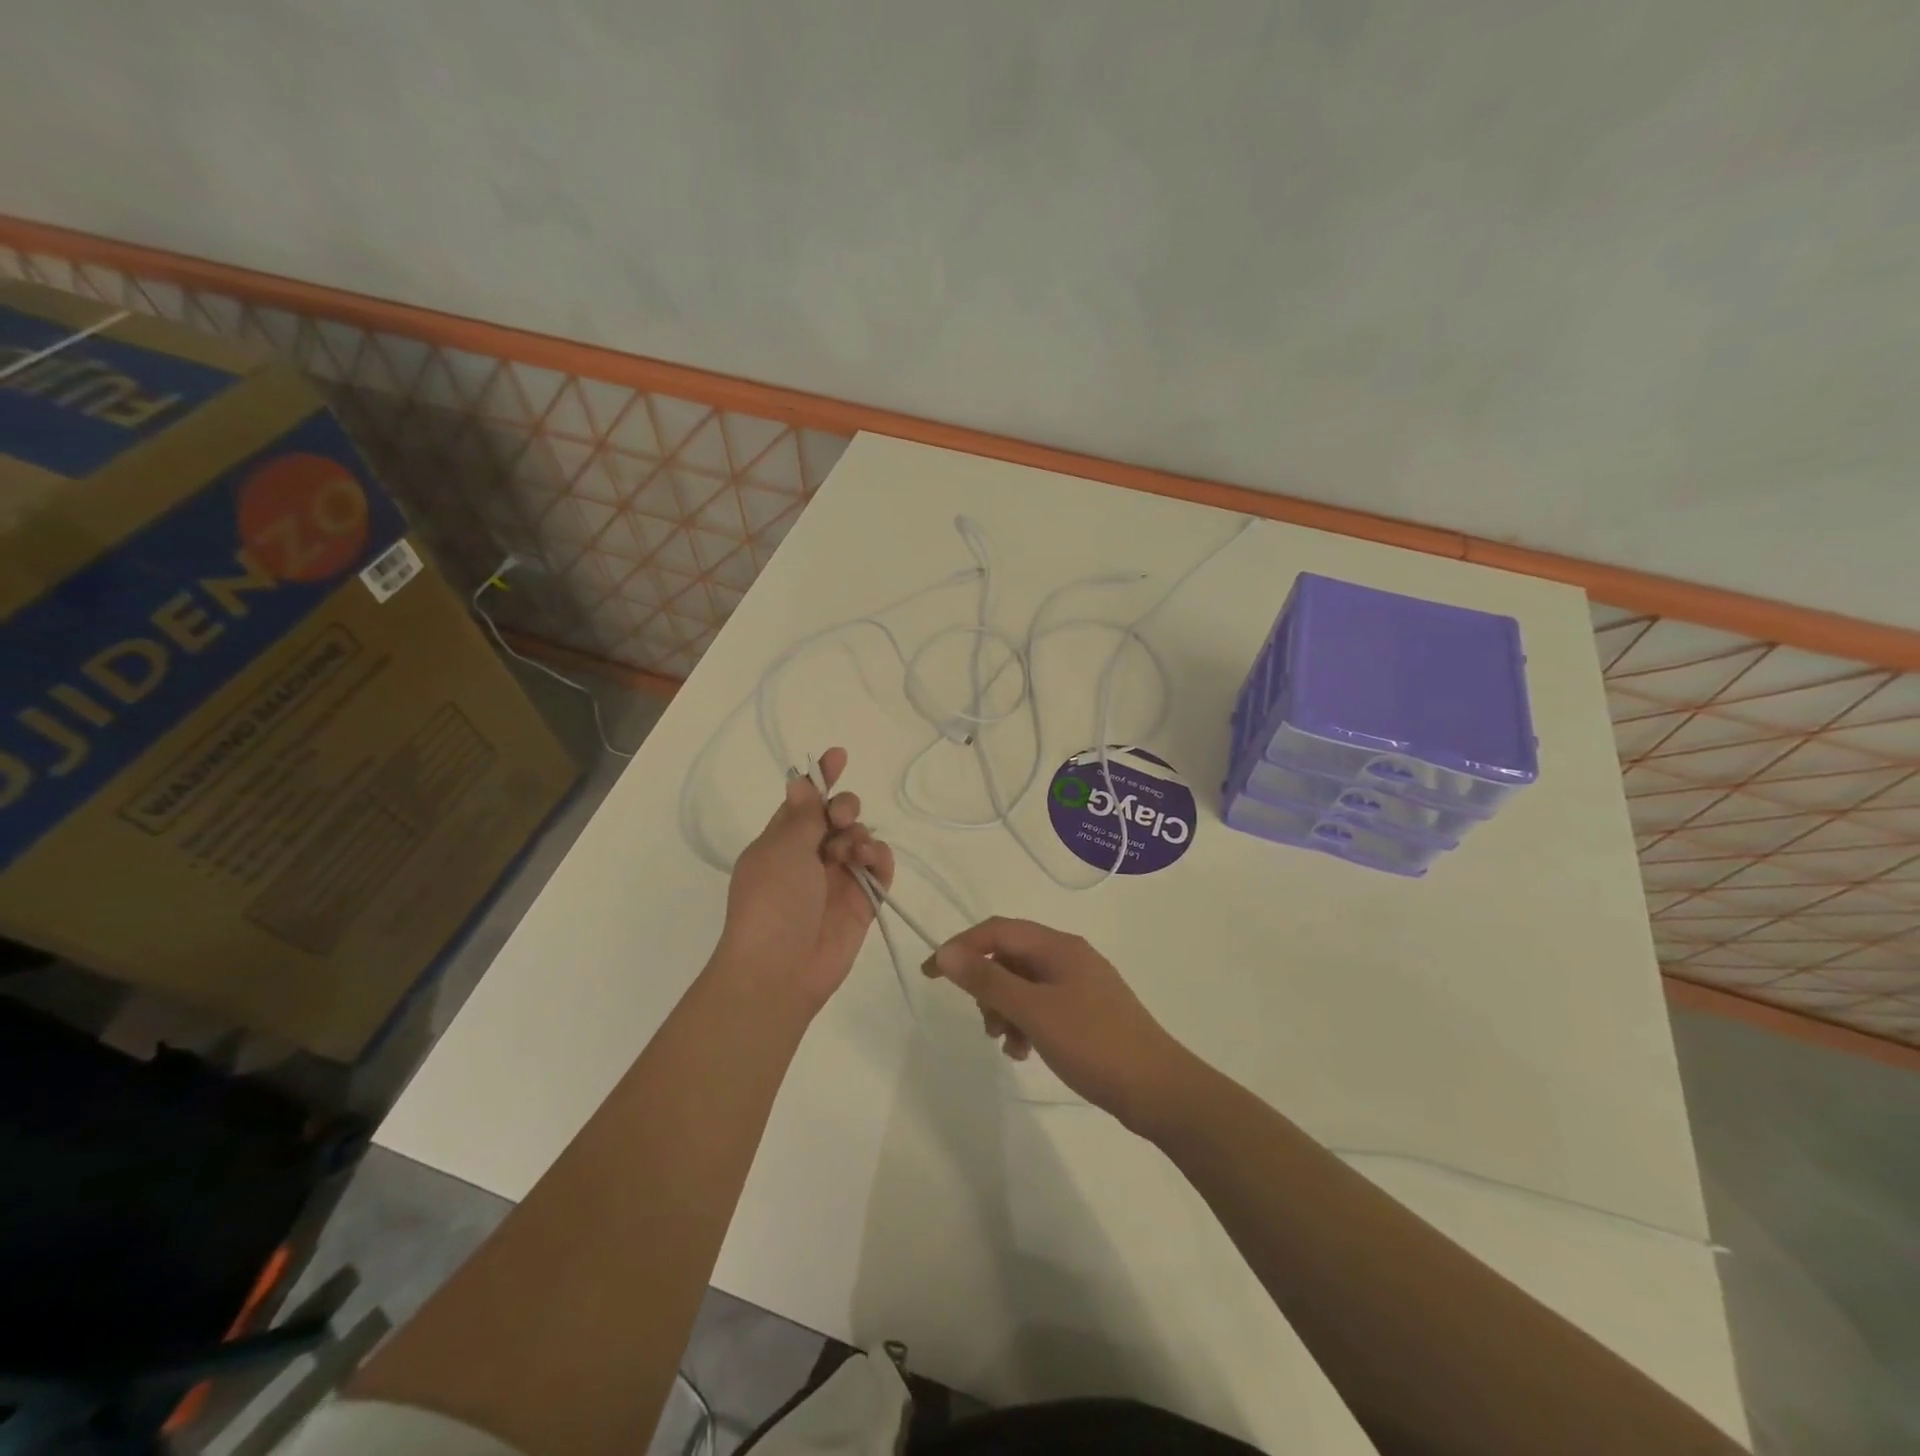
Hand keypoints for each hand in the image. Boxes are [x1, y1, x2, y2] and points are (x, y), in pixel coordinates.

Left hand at [720, 747, 894, 1009]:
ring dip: (859, 835)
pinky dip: (879, 859)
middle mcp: (809, 857)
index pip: (804, 801)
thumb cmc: (771, 901)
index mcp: (781, 841)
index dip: (822, 778)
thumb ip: (802, 814)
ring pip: (860, 839)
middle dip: (844, 807)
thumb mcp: (781, 849)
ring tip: (851, 852)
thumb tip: (800, 781)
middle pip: (837, 817)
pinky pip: (878, 869)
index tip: (840, 755)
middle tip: (840, 819)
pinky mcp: (861, 902)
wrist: (779, 969)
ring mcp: (837, 879)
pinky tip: (870, 861)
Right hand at [922, 917, 1193, 1130]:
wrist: (1159, 1089)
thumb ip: (988, 981)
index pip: (997, 931)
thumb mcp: (1033, 1011)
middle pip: (1010, 957)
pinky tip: (1026, 1052)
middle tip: (985, 1024)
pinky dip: (1026, 1023)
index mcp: (1058, 946)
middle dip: (987, 987)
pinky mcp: (1088, 1011)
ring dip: (1005, 1010)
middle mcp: (1069, 956)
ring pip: (1024, 985)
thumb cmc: (1093, 1043)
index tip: (931, 975)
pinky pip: (1043, 1006)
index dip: (961, 947)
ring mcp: (1081, 984)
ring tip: (1008, 1045)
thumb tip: (946, 952)